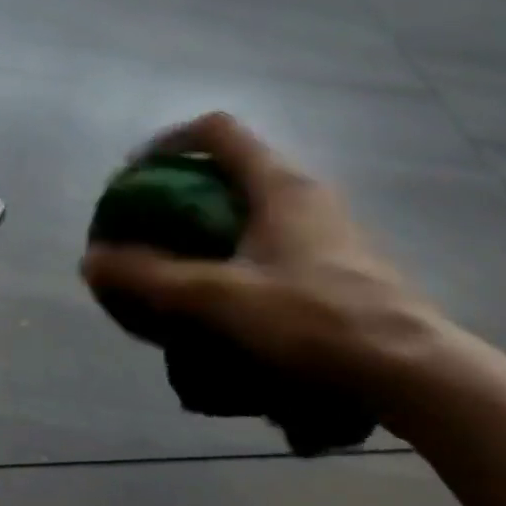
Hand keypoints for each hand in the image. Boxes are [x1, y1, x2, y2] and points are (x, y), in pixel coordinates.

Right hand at [81, 113, 441, 403]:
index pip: (217, 130)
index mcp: (279, 184)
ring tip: (181, 261)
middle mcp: (306, 194)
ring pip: (254, 205)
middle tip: (151, 222)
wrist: (416, 374)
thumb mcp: (220, 298)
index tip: (137, 172)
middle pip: (232, 167)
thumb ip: (151, 277)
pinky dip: (239, 249)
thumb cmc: (316, 319)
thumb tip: (90, 262)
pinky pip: (274, 238)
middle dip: (184, 188)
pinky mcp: (340, 264)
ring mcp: (328, 229)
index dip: (169, 140)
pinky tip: (227, 295)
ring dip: (211, 222)